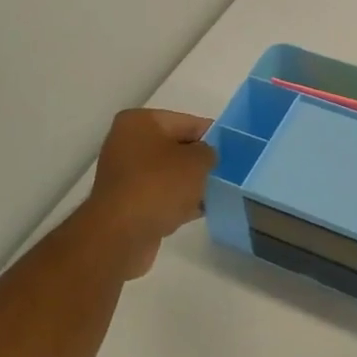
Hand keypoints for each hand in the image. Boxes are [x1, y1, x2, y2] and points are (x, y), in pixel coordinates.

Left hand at [82, 108, 215, 278]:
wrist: (120, 235)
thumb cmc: (159, 186)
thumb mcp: (197, 161)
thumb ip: (209, 152)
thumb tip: (206, 156)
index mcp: (140, 122)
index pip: (188, 122)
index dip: (214, 136)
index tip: (235, 151)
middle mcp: (128, 143)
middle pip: (177, 148)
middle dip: (201, 161)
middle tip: (228, 173)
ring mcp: (125, 174)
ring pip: (169, 173)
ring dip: (190, 183)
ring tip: (218, 193)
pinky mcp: (127, 202)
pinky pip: (160, 195)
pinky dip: (178, 201)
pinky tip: (200, 211)